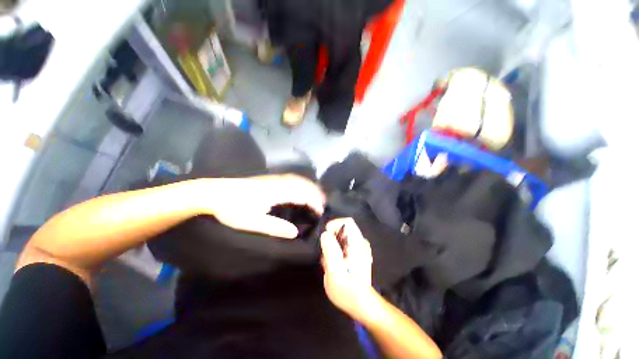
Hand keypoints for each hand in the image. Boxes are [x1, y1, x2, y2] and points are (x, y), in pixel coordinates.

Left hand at [204, 174, 324, 238]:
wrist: (214, 192)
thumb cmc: (232, 209)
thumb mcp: (252, 222)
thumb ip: (275, 227)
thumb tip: (295, 232)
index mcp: (276, 192)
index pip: (302, 194)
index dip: (314, 202)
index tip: (320, 212)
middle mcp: (278, 182)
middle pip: (303, 184)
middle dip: (316, 193)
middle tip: (323, 204)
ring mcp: (274, 178)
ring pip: (298, 179)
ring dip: (310, 187)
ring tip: (317, 196)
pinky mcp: (270, 179)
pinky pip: (292, 179)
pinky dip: (302, 184)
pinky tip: (302, 189)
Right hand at [320, 218, 374, 320]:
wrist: (362, 305)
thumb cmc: (348, 291)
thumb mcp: (335, 272)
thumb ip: (330, 251)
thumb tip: (325, 234)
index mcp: (357, 243)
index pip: (347, 221)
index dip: (334, 224)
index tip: (325, 237)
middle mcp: (360, 242)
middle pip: (343, 229)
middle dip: (331, 239)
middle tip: (326, 255)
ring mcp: (359, 248)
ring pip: (341, 237)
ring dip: (332, 247)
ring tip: (329, 262)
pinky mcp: (357, 254)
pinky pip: (343, 245)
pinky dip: (335, 251)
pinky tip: (335, 265)